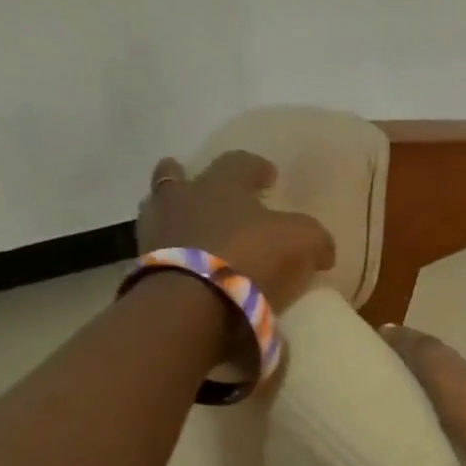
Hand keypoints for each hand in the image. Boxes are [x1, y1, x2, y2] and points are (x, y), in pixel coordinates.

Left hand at [139, 153, 333, 310]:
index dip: (256, 167)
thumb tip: (322, 250)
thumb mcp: (301, 241)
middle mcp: (182, 198)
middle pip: (177, 177)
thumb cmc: (249, 257)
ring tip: (192, 230)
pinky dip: (172, 253)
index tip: (269, 175)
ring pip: (160, 211)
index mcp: (221, 183)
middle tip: (207, 191)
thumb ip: (315, 238)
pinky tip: (187, 265)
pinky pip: (158, 251)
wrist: (192, 303)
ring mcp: (156, 232)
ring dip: (175, 216)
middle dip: (191, 179)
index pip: (239, 162)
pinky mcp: (143, 267)